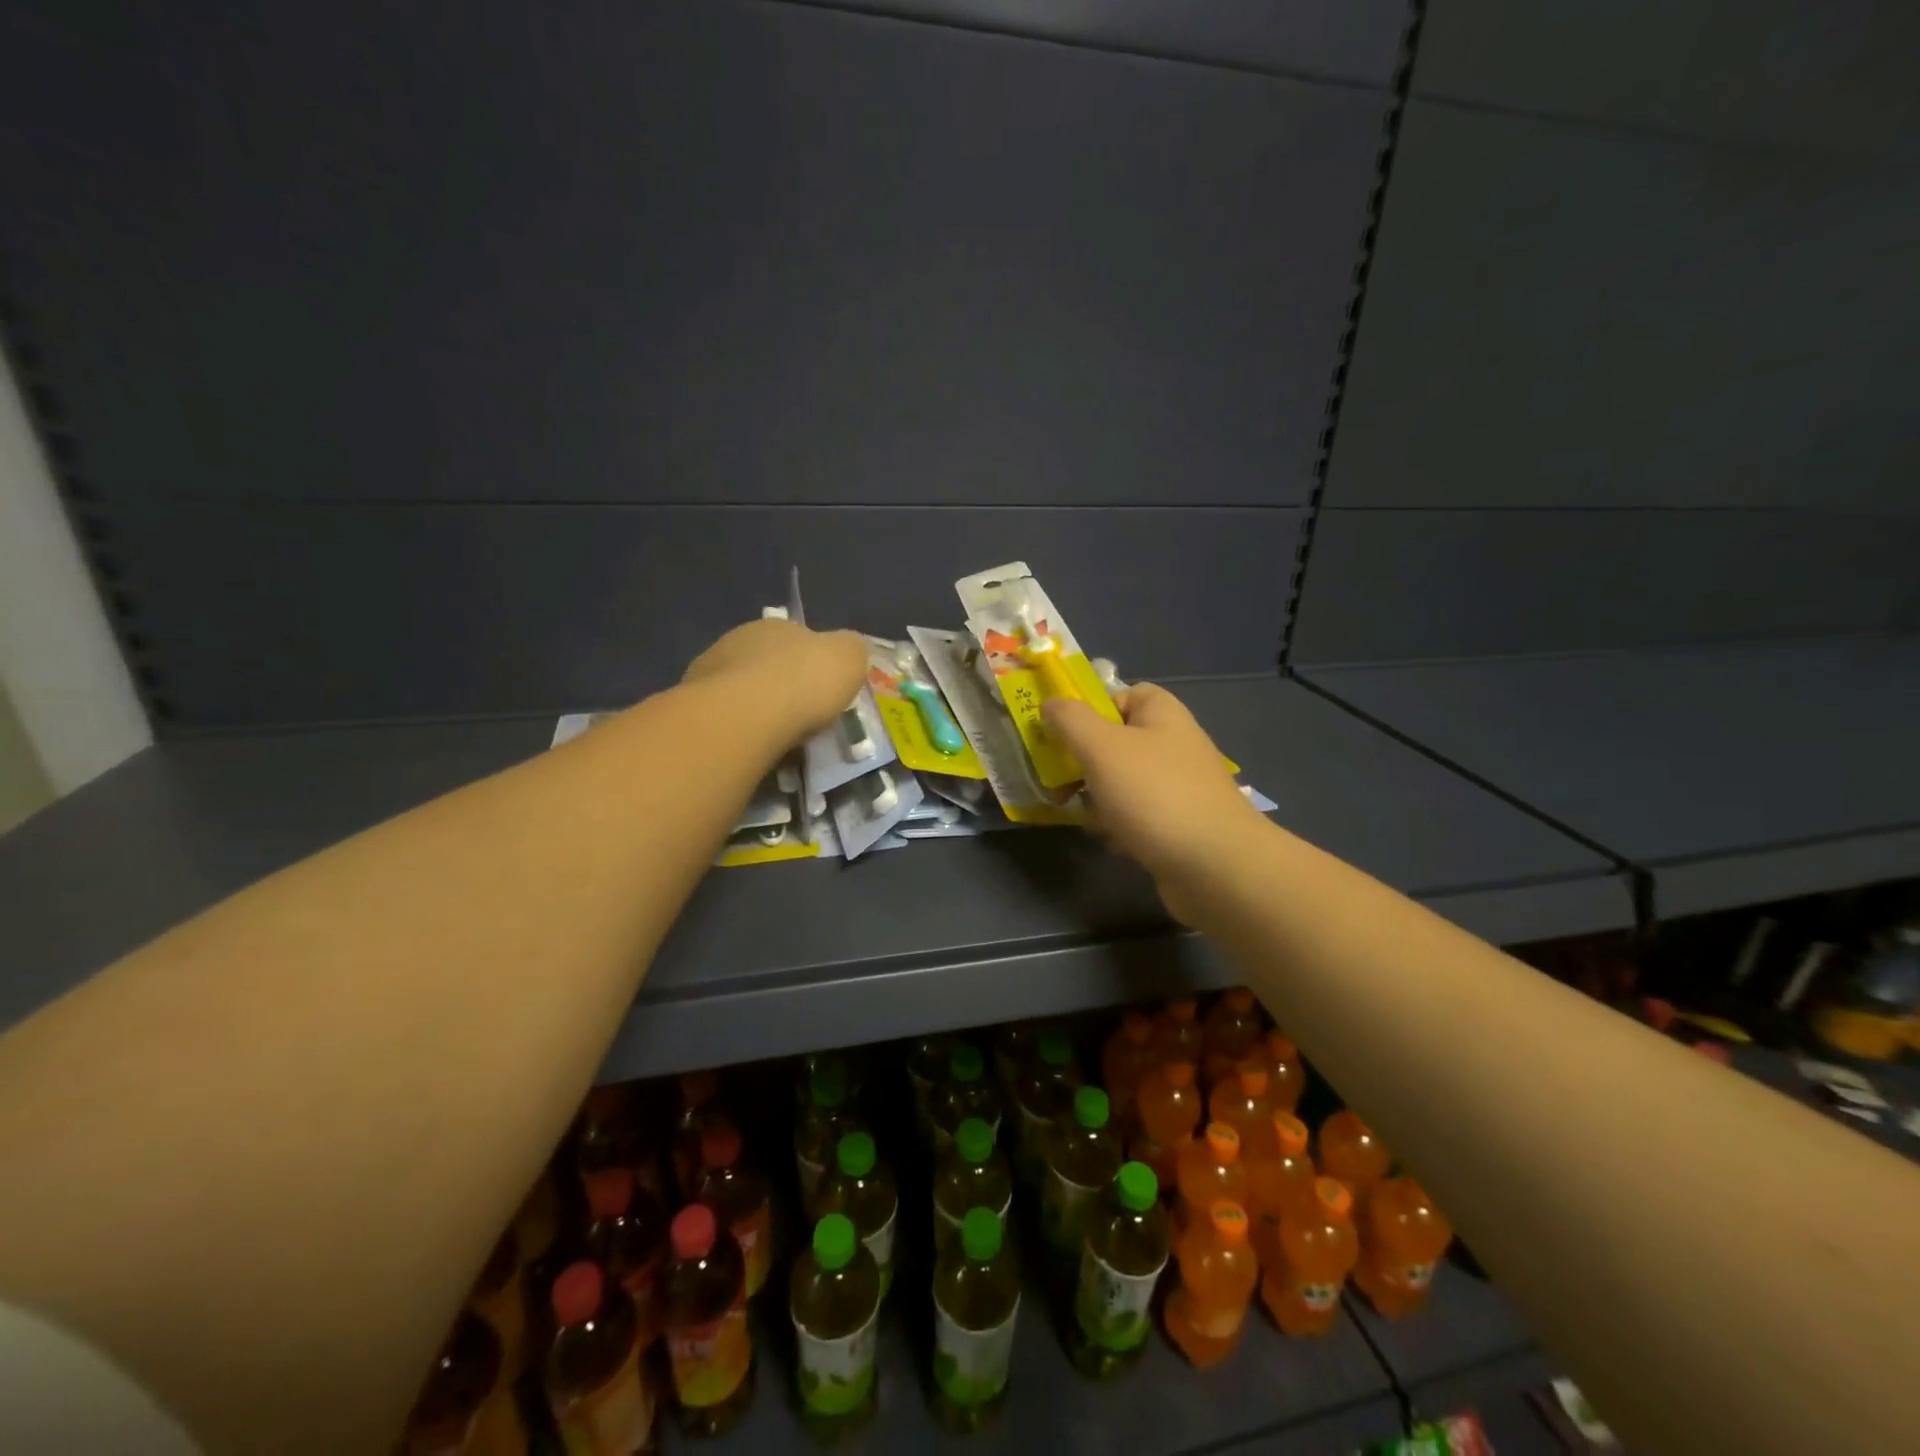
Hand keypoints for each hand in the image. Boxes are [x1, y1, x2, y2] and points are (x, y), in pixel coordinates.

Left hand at [683, 619, 867, 743]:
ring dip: (757, 710)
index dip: (814, 665)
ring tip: (777, 740)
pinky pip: (725, 719)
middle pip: (767, 665)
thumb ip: (851, 651)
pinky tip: (752, 748)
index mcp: (776, 626)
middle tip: (802, 718)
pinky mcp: (692, 707)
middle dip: (783, 688)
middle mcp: (738, 641)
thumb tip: (848, 652)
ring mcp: (709, 673)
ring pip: (741, 692)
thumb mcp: (850, 658)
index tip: (825, 692)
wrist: (744, 717)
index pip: (799, 639)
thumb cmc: (803, 682)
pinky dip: (739, 731)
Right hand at [1043, 684, 1269, 923]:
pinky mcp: (1177, 823)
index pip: (1116, 696)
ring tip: (1095, 822)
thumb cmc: (1154, 795)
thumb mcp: (1101, 747)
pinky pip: (1134, 816)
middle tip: (1060, 788)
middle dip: (1082, 767)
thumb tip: (1050, 705)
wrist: (1215, 866)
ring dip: (1097, 802)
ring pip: (1117, 783)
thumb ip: (1069, 720)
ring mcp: (1177, 785)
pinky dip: (1120, 828)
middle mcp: (1171, 743)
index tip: (1061, 737)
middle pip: (1111, 743)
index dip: (1086, 712)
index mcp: (1160, 713)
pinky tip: (1118, 843)